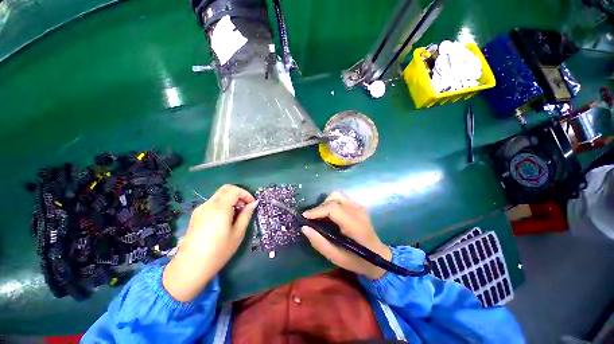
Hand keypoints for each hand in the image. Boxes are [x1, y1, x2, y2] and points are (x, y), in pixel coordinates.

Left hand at [163, 185, 257, 301]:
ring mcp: (200, 209)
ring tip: (237, 214)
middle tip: (245, 207)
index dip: (246, 194)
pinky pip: (213, 203)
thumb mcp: (238, 233)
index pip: (234, 190)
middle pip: (226, 189)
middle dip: (238, 194)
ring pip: (219, 195)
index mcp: (220, 208)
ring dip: (231, 199)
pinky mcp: (196, 215)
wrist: (190, 267)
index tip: (252, 204)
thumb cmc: (218, 252)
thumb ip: (246, 215)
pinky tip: (226, 218)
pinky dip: (223, 204)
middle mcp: (208, 205)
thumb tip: (253, 203)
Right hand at [301, 191, 391, 279]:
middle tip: (313, 218)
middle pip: (334, 197)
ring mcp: (359, 207)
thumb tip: (305, 228)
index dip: (317, 210)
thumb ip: (319, 242)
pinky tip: (330, 215)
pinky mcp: (359, 206)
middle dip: (320, 206)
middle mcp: (358, 211)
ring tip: (321, 215)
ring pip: (337, 195)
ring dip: (326, 203)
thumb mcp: (336, 257)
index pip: (333, 208)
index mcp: (354, 225)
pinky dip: (332, 203)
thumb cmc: (357, 260)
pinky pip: (341, 198)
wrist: (379, 257)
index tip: (305, 217)